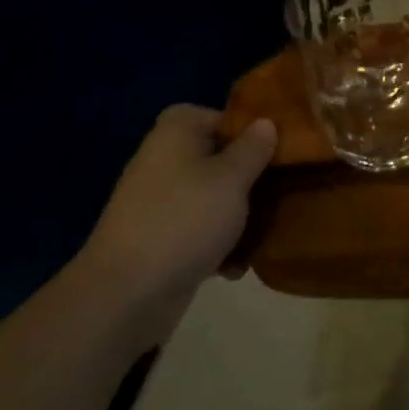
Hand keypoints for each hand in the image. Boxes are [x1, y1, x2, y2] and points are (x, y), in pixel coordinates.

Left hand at [79, 105, 275, 343]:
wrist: (126, 293)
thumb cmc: (185, 219)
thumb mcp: (232, 178)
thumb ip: (254, 148)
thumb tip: (265, 122)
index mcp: (177, 130)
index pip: (225, 117)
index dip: (254, 133)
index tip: (282, 154)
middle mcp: (164, 156)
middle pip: (220, 158)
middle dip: (250, 180)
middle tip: (281, 195)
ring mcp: (157, 198)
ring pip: (212, 196)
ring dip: (237, 216)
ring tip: (263, 236)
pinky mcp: (157, 236)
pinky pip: (197, 229)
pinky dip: (216, 244)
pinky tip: (235, 267)